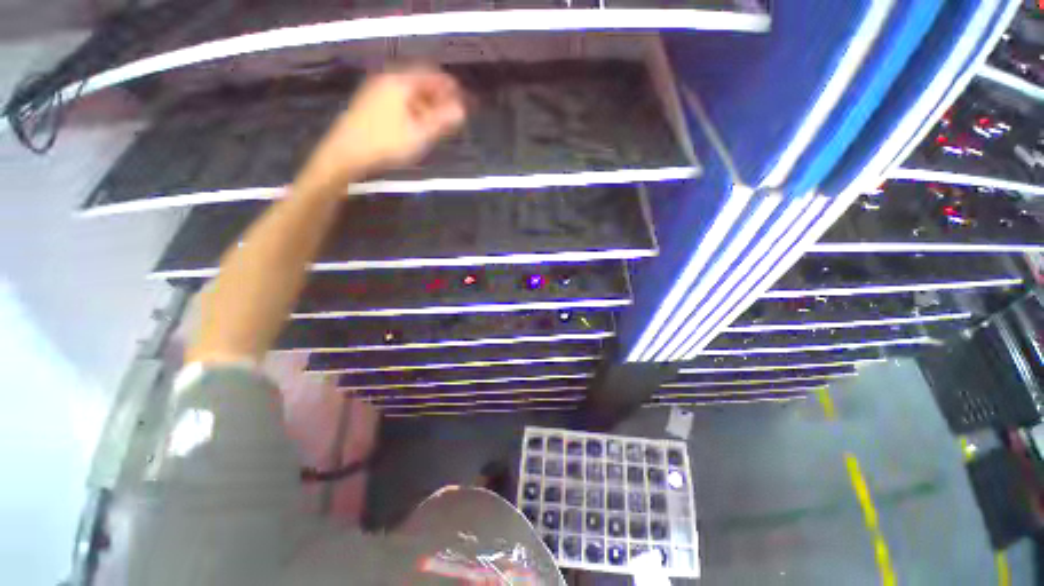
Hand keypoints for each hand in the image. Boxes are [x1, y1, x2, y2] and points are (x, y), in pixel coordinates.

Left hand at [303, 65, 466, 186]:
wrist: (346, 154)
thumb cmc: (386, 144)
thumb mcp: (419, 134)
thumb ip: (442, 121)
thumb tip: (461, 110)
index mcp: (400, 82)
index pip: (431, 74)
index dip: (449, 86)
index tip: (463, 100)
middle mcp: (387, 80)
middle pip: (419, 82)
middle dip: (438, 97)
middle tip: (452, 114)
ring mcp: (376, 91)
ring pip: (408, 92)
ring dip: (426, 104)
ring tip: (438, 123)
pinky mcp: (370, 104)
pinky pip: (398, 100)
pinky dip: (413, 109)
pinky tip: (417, 125)